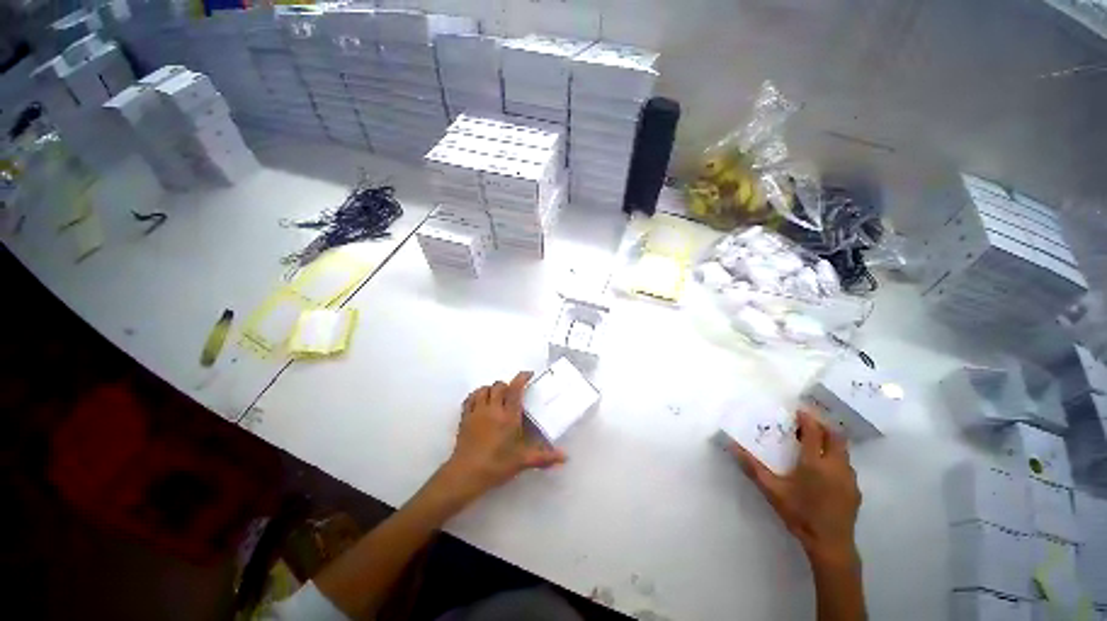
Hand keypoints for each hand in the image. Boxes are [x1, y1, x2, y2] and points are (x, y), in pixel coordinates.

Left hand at [438, 372, 566, 500]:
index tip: (528, 374)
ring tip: (497, 396)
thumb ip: (544, 457)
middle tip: (513, 393)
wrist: (466, 474)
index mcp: (508, 416)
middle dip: (507, 385)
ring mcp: (477, 412)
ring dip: (491, 389)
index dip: (522, 378)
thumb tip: (564, 457)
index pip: (515, 389)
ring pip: (484, 389)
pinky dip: (477, 395)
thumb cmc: (497, 465)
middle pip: (499, 386)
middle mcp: (493, 409)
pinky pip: (470, 398)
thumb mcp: (522, 461)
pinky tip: (481, 402)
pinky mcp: (465, 418)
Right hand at [729, 409, 861, 566]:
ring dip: (831, 442)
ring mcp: (849, 479)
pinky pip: (847, 465)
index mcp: (815, 463)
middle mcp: (836, 466)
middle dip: (823, 426)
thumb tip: (733, 447)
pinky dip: (837, 457)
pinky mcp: (855, 490)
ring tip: (816, 444)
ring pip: (844, 451)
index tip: (799, 411)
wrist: (830, 544)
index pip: (814, 432)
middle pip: (835, 437)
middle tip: (808, 423)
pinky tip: (826, 469)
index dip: (808, 419)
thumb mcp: (772, 490)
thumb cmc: (799, 514)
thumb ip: (752, 467)